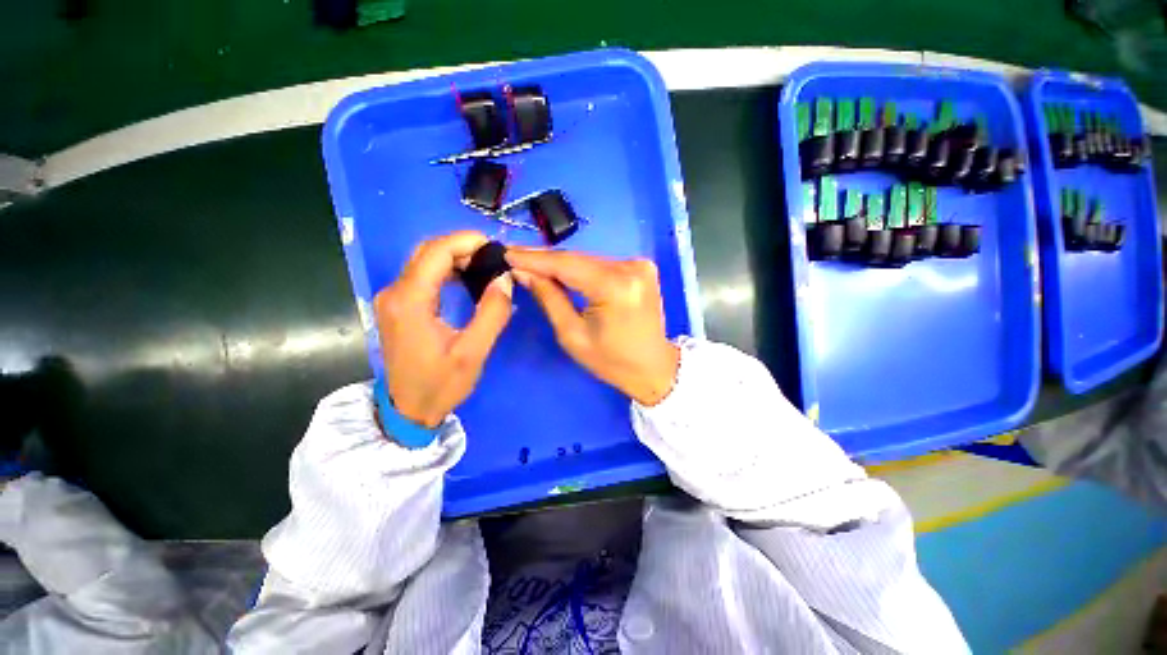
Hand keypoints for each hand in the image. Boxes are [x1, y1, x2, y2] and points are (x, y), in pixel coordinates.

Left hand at [374, 231, 513, 427]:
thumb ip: (492, 313)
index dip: (466, 241)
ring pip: (424, 261)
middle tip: (494, 257)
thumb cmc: (441, 384)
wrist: (409, 410)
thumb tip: (504, 279)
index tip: (496, 247)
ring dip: (455, 257)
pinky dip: (446, 270)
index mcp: (410, 301)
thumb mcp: (473, 352)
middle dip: (462, 247)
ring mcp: (393, 298)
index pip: (436, 252)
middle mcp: (394, 293)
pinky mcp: (397, 306)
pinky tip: (466, 278)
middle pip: (427, 251)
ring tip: (485, 266)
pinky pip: (422, 275)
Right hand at [505, 248, 679, 405]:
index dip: (535, 258)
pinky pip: (602, 264)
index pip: (567, 264)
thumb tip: (523, 272)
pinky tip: (562, 271)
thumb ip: (549, 298)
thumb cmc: (611, 361)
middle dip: (546, 260)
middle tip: (515, 258)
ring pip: (589, 260)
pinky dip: (581, 268)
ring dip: (562, 264)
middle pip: (579, 259)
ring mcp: (640, 265)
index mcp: (615, 287)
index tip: (507, 253)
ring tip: (533, 264)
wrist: (653, 367)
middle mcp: (631, 267)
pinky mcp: (642, 267)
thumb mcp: (572, 335)